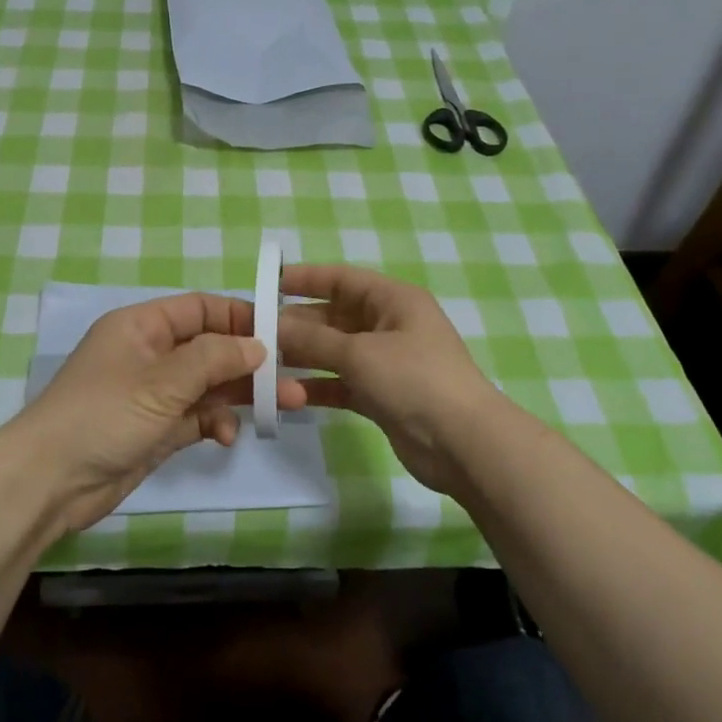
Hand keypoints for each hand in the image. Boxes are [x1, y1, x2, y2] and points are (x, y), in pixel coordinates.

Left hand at [8, 292, 308, 531]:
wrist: (48, 482)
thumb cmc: (103, 415)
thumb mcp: (162, 381)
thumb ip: (213, 358)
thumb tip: (257, 345)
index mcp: (142, 327)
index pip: (200, 309)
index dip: (239, 317)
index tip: (281, 333)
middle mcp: (149, 354)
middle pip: (210, 348)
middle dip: (250, 363)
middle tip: (294, 378)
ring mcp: (153, 394)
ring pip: (208, 385)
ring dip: (241, 395)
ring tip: (285, 407)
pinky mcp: (156, 430)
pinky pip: (196, 417)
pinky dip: (214, 423)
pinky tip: (225, 437)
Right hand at [277, 264, 509, 493]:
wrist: (463, 443)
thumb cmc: (414, 380)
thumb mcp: (359, 353)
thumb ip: (312, 339)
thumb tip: (272, 326)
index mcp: (394, 300)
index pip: (342, 279)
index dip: (306, 278)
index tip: (269, 283)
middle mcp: (390, 325)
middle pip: (336, 316)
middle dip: (299, 323)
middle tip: (258, 333)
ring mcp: (387, 362)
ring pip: (336, 351)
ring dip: (305, 356)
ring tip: (265, 363)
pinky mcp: (383, 395)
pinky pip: (343, 383)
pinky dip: (319, 386)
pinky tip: (289, 393)